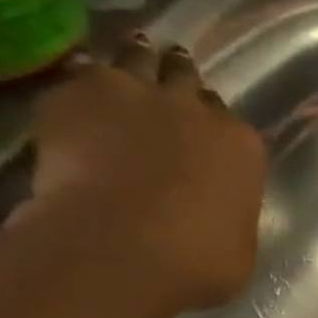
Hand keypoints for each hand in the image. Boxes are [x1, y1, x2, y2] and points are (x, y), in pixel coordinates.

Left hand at [28, 34, 267, 310]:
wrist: (122, 246)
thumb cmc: (199, 261)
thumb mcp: (238, 247)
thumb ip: (228, 215)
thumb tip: (216, 215)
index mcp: (241, 146)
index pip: (232, 123)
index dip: (216, 129)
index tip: (205, 140)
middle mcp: (194, 108)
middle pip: (186, 76)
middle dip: (177, 80)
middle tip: (165, 92)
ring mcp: (134, 93)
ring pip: (135, 57)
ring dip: (132, 62)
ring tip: (123, 79)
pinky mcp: (76, 93)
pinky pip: (81, 74)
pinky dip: (81, 85)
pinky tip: (77, 100)